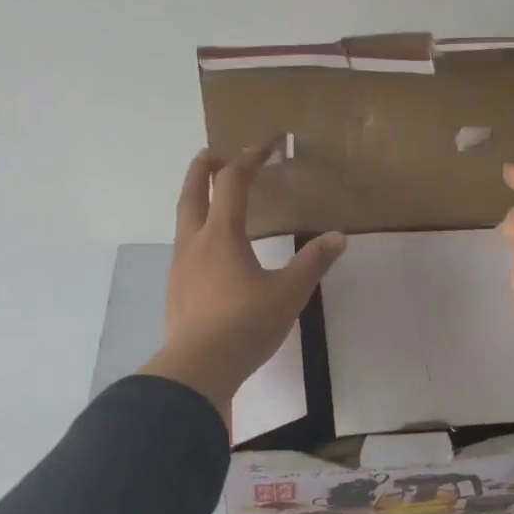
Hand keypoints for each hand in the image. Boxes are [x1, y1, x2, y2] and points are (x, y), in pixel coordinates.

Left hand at [139, 141, 347, 428]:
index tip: (266, 145)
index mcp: (222, 234)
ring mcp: (180, 265)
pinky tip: (209, 250)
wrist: (198, 368)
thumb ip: (313, 262)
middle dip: (204, 167)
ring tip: (212, 199)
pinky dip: (196, 230)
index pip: (231, 182)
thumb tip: (338, 237)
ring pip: (183, 218)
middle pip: (192, 191)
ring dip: (196, 198)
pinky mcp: (175, 288)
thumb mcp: (289, 293)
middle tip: (216, 154)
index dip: (249, 158)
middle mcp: (195, 241)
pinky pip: (184, 245)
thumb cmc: (246, 324)